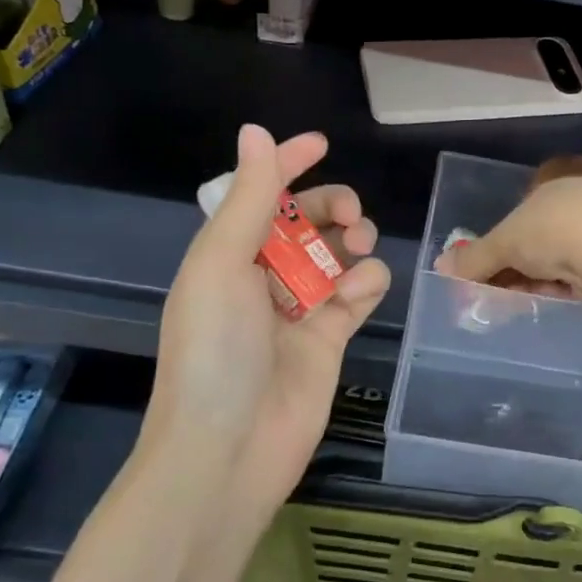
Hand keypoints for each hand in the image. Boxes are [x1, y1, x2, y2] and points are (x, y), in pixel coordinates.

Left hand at [143, 125, 389, 510]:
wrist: (227, 451)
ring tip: (359, 248)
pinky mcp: (331, 336)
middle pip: (308, 220)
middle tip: (350, 214)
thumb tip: (255, 130)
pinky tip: (360, 291)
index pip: (260, 194)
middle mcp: (263, 274)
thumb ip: (249, 197)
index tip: (321, 144)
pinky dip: (367, 282)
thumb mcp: (223, 264)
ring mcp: (299, 307)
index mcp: (227, 253)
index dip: (286, 164)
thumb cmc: (215, 350)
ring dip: (354, 239)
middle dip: (333, 205)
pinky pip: (359, 291)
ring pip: (340, 252)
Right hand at [433, 154, 581, 297]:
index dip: (510, 223)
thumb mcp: (504, 244)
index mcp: (562, 171)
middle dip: (520, 256)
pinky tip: (548, 298)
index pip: (530, 189)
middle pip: (544, 225)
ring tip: (518, 297)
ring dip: (538, 272)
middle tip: (500, 282)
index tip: (497, 250)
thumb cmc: (556, 232)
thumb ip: (474, 256)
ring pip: (563, 248)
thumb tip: (442, 266)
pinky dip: (562, 281)